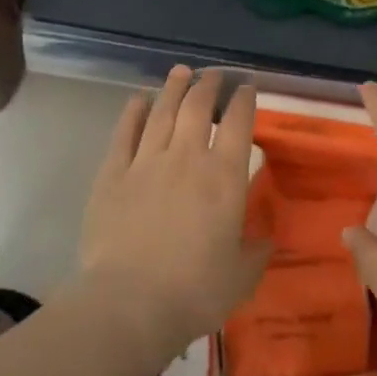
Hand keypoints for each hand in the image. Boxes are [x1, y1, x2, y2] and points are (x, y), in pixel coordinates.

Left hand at [80, 67, 271, 353]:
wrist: (129, 303)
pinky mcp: (112, 174)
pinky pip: (124, 133)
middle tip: (214, 75)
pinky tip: (139, 99)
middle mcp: (186, 158)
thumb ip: (256, 251)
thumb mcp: (242, 275)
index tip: (247, 88)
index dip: (244, 100)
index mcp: (224, 177)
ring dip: (173, 88)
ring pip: (162, 111)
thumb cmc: (195, 291)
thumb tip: (265, 238)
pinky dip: (133, 111)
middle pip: (197, 107)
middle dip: (209, 85)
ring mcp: (145, 162)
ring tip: (180, 72)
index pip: (238, 123)